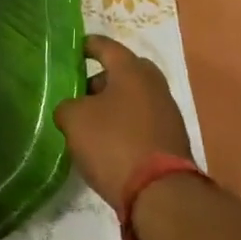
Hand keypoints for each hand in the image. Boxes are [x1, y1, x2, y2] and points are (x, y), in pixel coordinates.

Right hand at [55, 35, 193, 206]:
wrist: (160, 193)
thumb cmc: (113, 143)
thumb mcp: (74, 119)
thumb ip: (67, 106)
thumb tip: (73, 109)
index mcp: (131, 70)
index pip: (105, 46)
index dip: (86, 46)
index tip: (71, 50)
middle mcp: (154, 85)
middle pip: (124, 72)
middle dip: (101, 78)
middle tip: (79, 91)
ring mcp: (168, 113)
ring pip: (134, 98)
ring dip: (114, 104)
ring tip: (89, 121)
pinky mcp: (172, 139)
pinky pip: (142, 121)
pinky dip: (125, 124)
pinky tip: (108, 142)